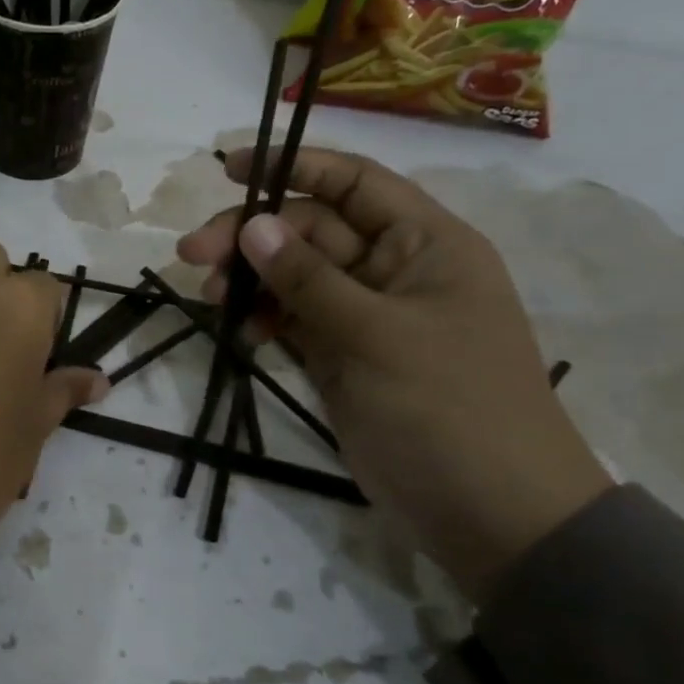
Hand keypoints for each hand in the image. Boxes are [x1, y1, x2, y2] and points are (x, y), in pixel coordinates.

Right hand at [178, 149, 610, 602]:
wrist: (491, 515)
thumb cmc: (449, 409)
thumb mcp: (376, 336)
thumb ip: (308, 279)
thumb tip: (251, 223)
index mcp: (424, 244)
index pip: (354, 183)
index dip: (294, 167)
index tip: (229, 170)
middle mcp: (393, 270)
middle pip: (310, 230)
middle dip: (252, 237)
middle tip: (192, 255)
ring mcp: (365, 316)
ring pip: (294, 277)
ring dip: (250, 280)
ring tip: (209, 297)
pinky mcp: (343, 357)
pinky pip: (294, 319)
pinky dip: (264, 319)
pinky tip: (242, 332)